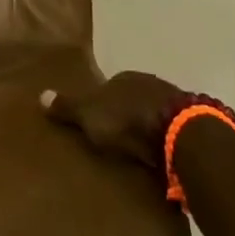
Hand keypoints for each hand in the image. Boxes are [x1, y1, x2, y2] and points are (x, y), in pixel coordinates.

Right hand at [43, 71, 187, 172]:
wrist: (180, 135)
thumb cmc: (128, 120)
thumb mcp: (89, 115)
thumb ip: (67, 107)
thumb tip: (40, 95)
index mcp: (125, 78)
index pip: (109, 86)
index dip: (101, 103)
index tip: (95, 122)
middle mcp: (151, 84)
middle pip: (133, 99)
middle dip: (126, 116)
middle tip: (115, 139)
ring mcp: (176, 103)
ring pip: (155, 114)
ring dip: (149, 129)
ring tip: (138, 153)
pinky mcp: (195, 126)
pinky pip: (173, 132)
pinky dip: (166, 142)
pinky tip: (161, 158)